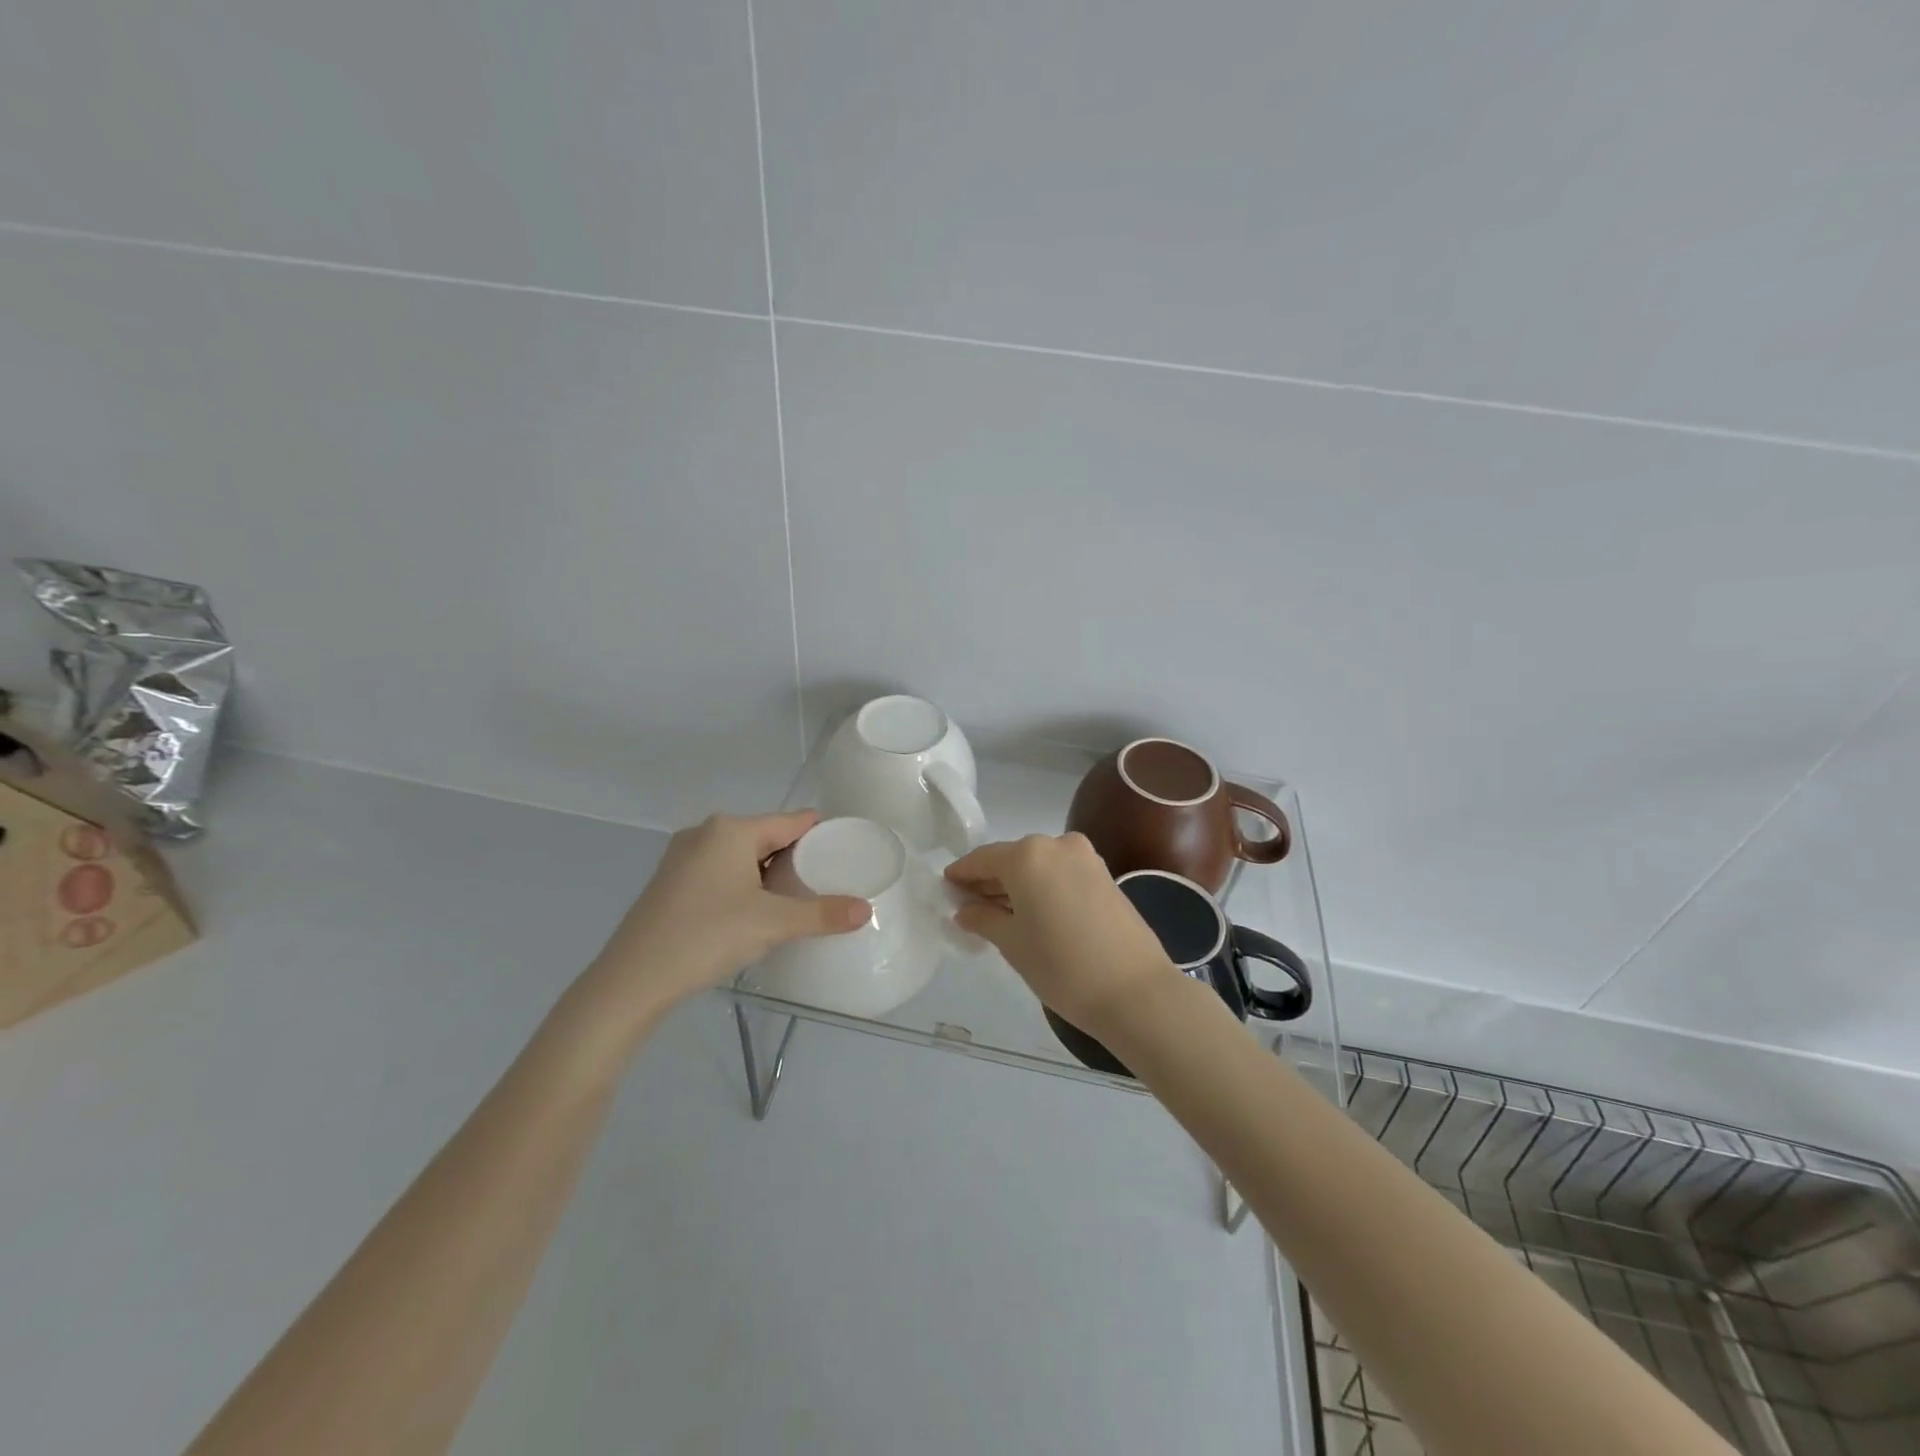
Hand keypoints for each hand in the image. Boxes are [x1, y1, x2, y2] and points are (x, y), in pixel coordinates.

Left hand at [587, 811, 869, 1022]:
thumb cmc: (706, 936)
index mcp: (731, 830)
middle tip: (824, 885)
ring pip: (741, 856)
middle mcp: (705, 833)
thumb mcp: (772, 924)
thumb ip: (822, 914)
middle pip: (767, 837)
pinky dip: (742, 885)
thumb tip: (866, 910)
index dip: (821, 834)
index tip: (845, 853)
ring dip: (767, 875)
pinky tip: (752, 913)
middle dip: (795, 858)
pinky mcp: (669, 883)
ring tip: (794, 902)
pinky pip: (719, 872)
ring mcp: (682, 857)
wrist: (632, 980)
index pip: (791, 821)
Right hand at [945, 833, 1175, 1036]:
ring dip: (1017, 885)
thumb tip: (964, 910)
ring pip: (1038, 866)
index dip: (961, 875)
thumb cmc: (1062, 966)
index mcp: (1027, 855)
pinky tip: (1032, 913)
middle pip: (1011, 859)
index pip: (982, 859)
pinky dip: (1042, 887)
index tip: (945, 890)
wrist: (1136, 992)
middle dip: (989, 881)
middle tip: (968, 907)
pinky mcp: (1105, 875)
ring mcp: (1086, 858)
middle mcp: (1056, 844)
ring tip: (998, 914)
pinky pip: (1060, 874)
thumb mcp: (1013, 944)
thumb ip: (984, 919)